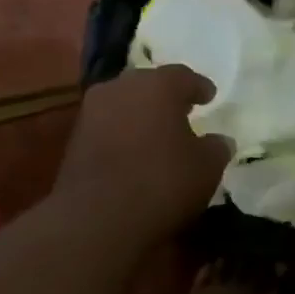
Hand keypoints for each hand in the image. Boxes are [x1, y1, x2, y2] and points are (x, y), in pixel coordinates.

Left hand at [54, 66, 232, 241]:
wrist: (97, 217)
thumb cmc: (162, 182)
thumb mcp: (206, 168)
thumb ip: (216, 148)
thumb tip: (219, 141)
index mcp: (157, 84)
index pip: (183, 76)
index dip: (199, 87)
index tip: (209, 96)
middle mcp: (121, 87)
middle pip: (149, 85)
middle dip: (166, 97)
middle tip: (182, 111)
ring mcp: (92, 111)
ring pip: (124, 104)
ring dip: (141, 115)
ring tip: (157, 134)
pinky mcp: (74, 139)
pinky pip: (107, 127)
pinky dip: (122, 134)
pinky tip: (134, 152)